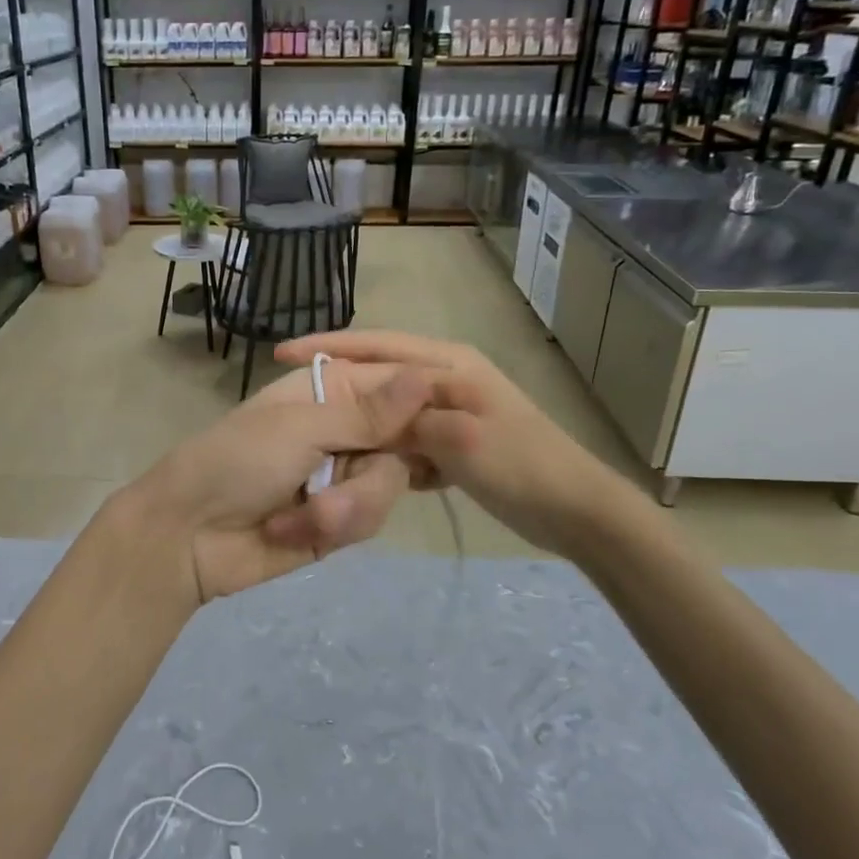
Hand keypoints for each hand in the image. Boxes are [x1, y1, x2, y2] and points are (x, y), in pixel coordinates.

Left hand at [111, 362, 432, 611]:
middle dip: (371, 476)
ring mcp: (343, 476)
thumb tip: (426, 377)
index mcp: (331, 391)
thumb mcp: (300, 429)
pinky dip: (333, 528)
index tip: (455, 425)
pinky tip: (289, 532)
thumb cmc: (235, 462)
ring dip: (345, 508)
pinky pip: (368, 520)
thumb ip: (367, 414)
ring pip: (389, 487)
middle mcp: (344, 429)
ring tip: (300, 517)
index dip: (425, 406)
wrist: (187, 536)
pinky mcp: (339, 520)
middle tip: (338, 486)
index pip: (397, 386)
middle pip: (406, 444)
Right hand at [274, 330, 640, 558]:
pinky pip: (403, 438)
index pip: (376, 347)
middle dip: (338, 386)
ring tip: (323, 439)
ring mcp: (450, 409)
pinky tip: (370, 468)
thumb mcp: (461, 439)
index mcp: (449, 364)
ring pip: (387, 411)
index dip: (329, 348)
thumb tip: (364, 408)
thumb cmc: (521, 467)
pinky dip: (386, 450)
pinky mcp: (452, 440)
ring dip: (361, 425)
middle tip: (294, 401)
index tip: (282, 355)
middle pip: (377, 374)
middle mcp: (446, 377)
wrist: (576, 511)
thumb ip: (409, 418)